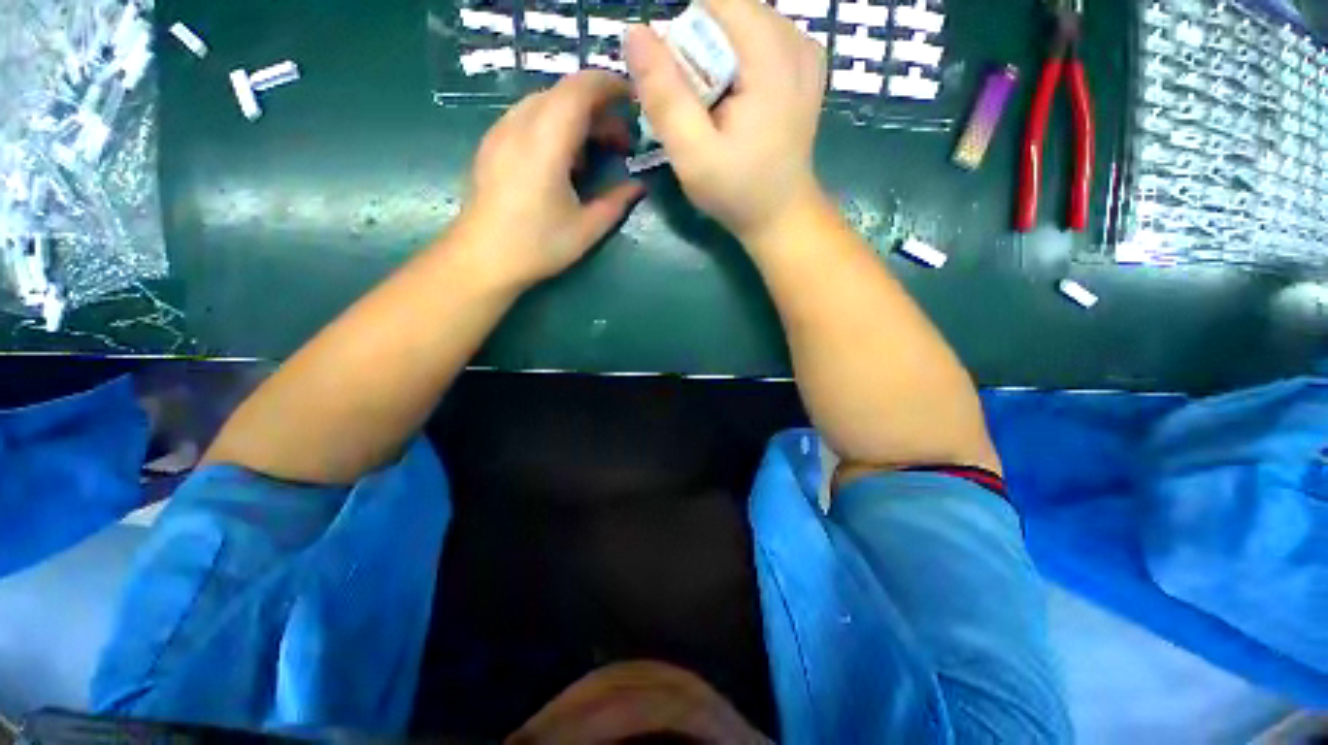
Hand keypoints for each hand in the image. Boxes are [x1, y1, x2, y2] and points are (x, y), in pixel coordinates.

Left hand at [458, 71, 644, 288]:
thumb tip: (638, 186)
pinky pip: (529, 118)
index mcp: (546, 141)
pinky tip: (563, 161)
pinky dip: (555, 127)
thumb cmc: (537, 245)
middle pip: (564, 93)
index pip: (580, 89)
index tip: (634, 101)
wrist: (481, 259)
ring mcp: (501, 132)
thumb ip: (616, 202)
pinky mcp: (492, 144)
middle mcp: (520, 125)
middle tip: (621, 143)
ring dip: (577, 119)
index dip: (611, 86)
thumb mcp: (586, 229)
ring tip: (594, 154)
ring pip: (546, 104)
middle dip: (599, 109)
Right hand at [624, 0, 826, 244]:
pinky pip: (756, 43)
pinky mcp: (803, 66)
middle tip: (696, 108)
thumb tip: (635, 34)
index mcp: (771, 55)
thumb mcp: (693, 155)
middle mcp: (795, 38)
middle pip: (726, 12)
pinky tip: (735, 105)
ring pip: (739, 26)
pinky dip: (735, 66)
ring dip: (714, 60)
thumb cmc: (738, 192)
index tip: (678, 84)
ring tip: (715, 111)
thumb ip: (664, 96)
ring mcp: (804, 51)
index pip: (714, 2)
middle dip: (697, 51)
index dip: (683, 35)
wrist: (781, 216)